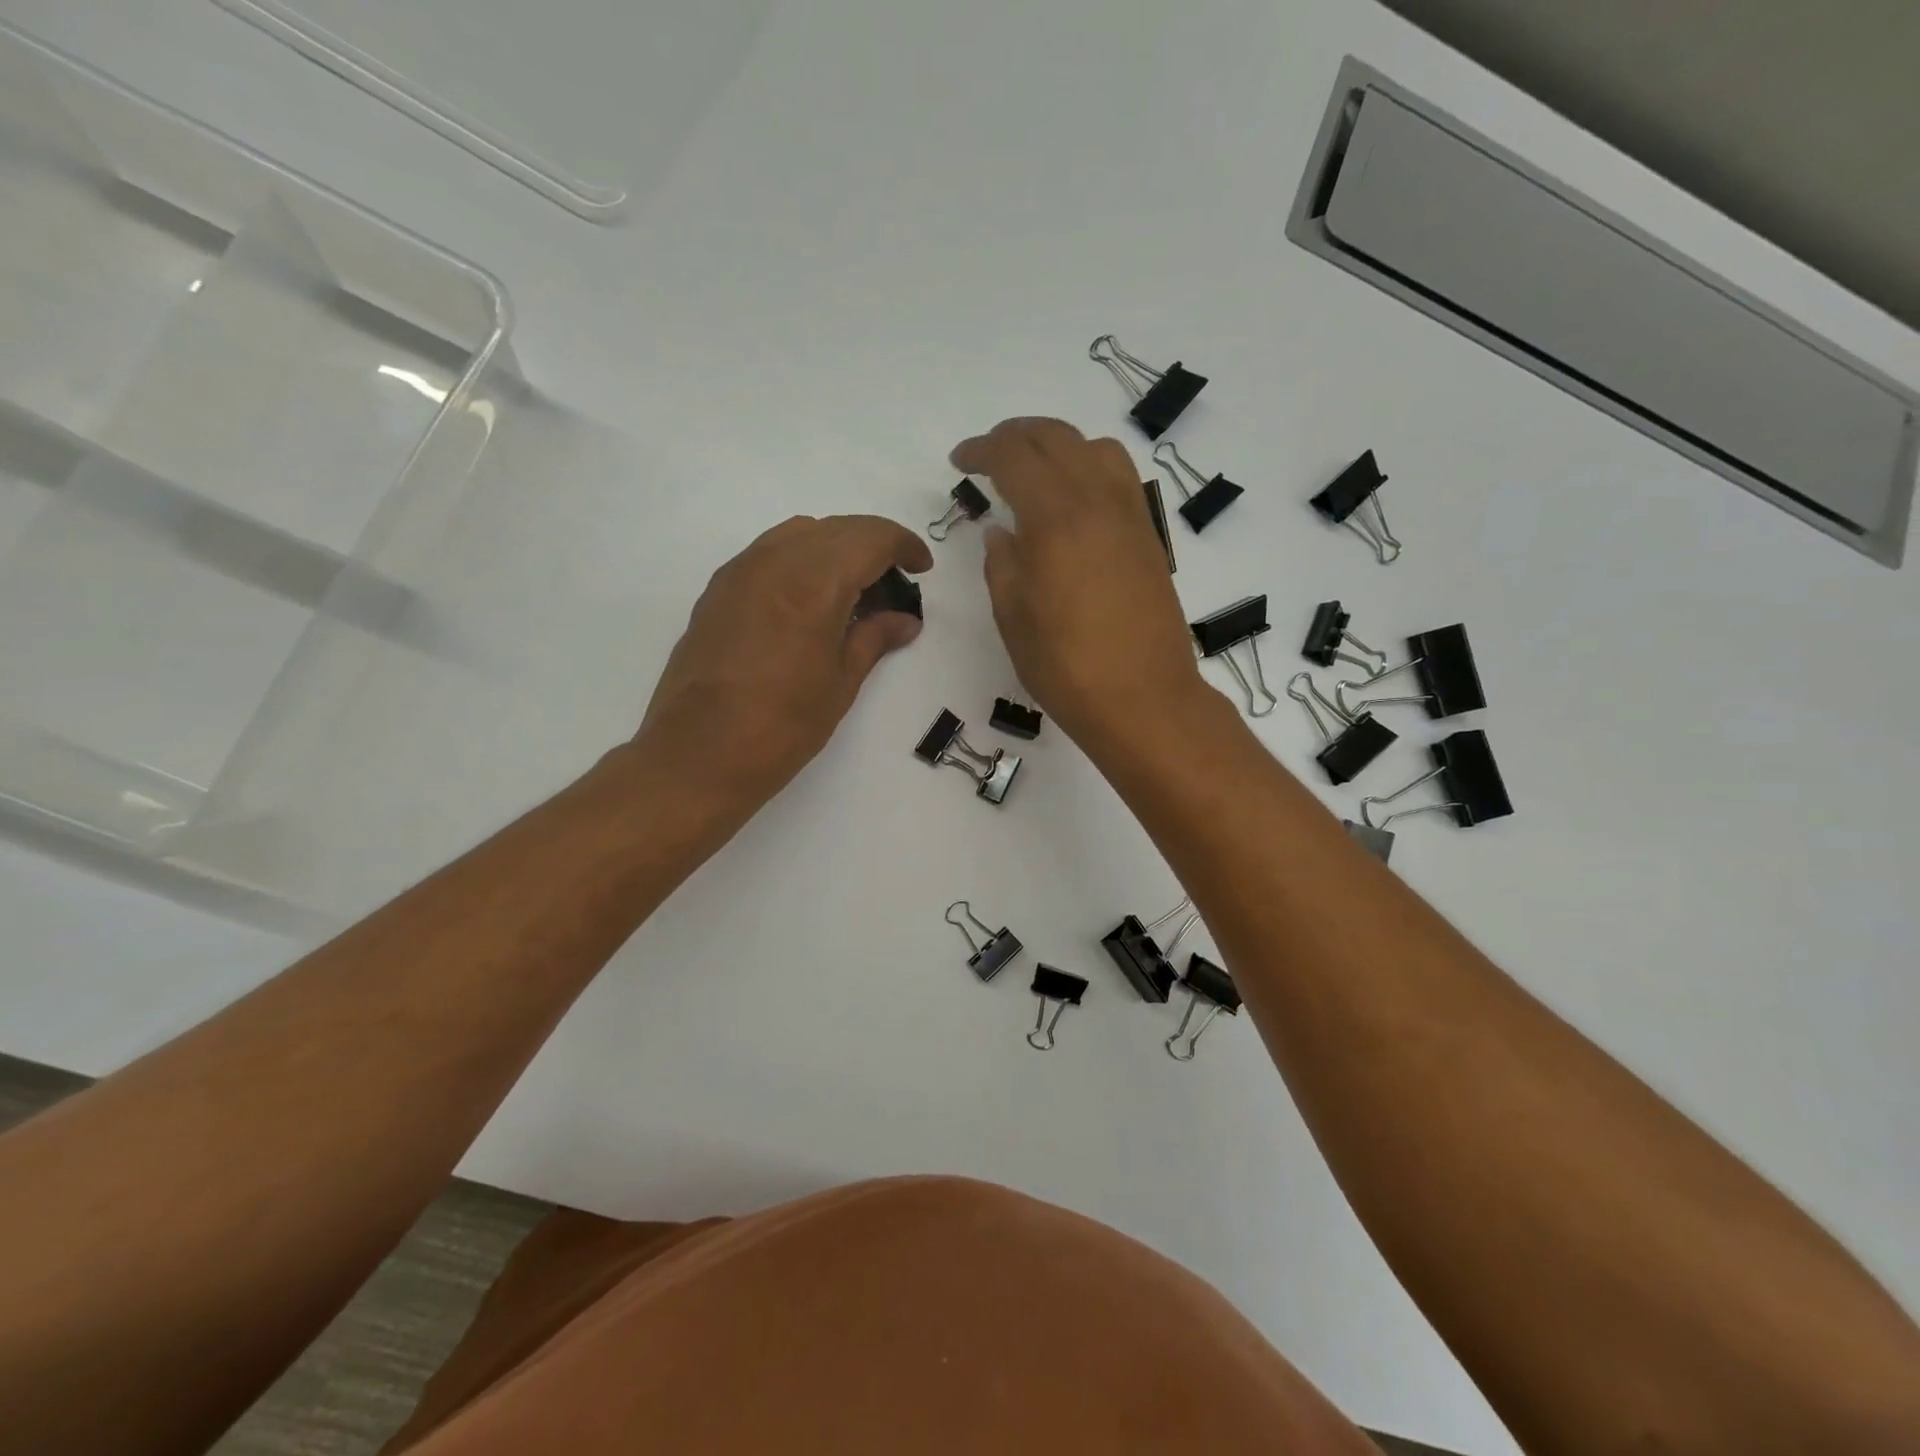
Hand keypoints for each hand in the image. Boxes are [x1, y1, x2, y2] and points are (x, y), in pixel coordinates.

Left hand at [636, 514, 930, 817]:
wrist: (699, 753)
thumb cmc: (782, 726)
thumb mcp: (840, 683)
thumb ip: (874, 638)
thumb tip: (904, 620)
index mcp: (814, 584)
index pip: (870, 538)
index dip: (904, 545)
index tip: (922, 567)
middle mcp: (775, 562)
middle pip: (837, 529)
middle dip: (873, 546)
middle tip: (893, 586)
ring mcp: (740, 571)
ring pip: (800, 534)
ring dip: (835, 549)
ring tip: (852, 592)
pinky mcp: (718, 589)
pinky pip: (770, 553)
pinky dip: (801, 560)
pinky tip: (809, 602)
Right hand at [950, 418, 1208, 752]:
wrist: (1143, 698)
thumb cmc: (1067, 667)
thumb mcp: (1013, 617)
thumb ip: (1001, 564)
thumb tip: (1002, 532)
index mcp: (1055, 519)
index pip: (1014, 456)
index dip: (981, 450)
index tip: (960, 462)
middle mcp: (1097, 501)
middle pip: (1056, 437)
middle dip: (1015, 436)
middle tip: (988, 455)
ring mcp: (1130, 516)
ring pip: (1095, 447)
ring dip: (1058, 445)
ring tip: (1034, 473)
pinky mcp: (1149, 537)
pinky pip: (1120, 477)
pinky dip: (1089, 467)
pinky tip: (1073, 503)